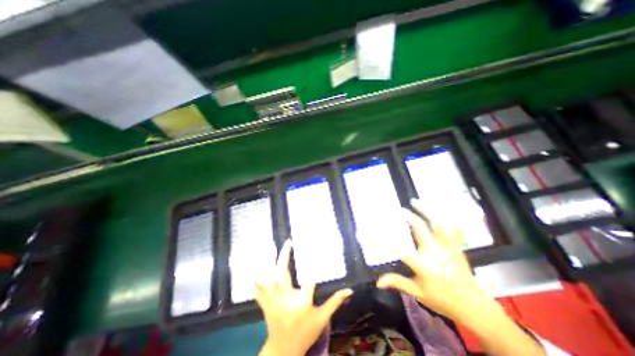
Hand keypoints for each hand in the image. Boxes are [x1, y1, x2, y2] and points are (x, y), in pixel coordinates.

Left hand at [256, 240, 354, 355]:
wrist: (284, 351)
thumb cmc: (306, 333)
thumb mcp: (322, 318)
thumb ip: (335, 302)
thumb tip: (350, 290)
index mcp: (302, 303)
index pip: (309, 281)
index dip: (313, 271)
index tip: (316, 256)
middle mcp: (286, 299)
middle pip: (283, 274)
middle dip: (284, 256)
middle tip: (288, 242)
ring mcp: (273, 302)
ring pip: (269, 279)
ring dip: (271, 263)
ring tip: (274, 248)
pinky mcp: (265, 304)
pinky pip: (258, 289)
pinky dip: (258, 278)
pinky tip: (259, 266)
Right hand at [377, 197, 487, 321]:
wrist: (473, 306)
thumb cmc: (442, 299)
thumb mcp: (417, 292)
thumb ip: (397, 282)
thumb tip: (378, 282)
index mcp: (424, 265)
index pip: (404, 251)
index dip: (392, 245)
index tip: (383, 239)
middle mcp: (435, 252)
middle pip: (420, 228)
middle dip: (409, 217)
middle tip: (400, 210)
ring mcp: (447, 247)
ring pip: (436, 223)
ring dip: (426, 210)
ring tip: (415, 202)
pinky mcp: (455, 246)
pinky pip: (451, 227)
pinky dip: (444, 217)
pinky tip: (436, 210)